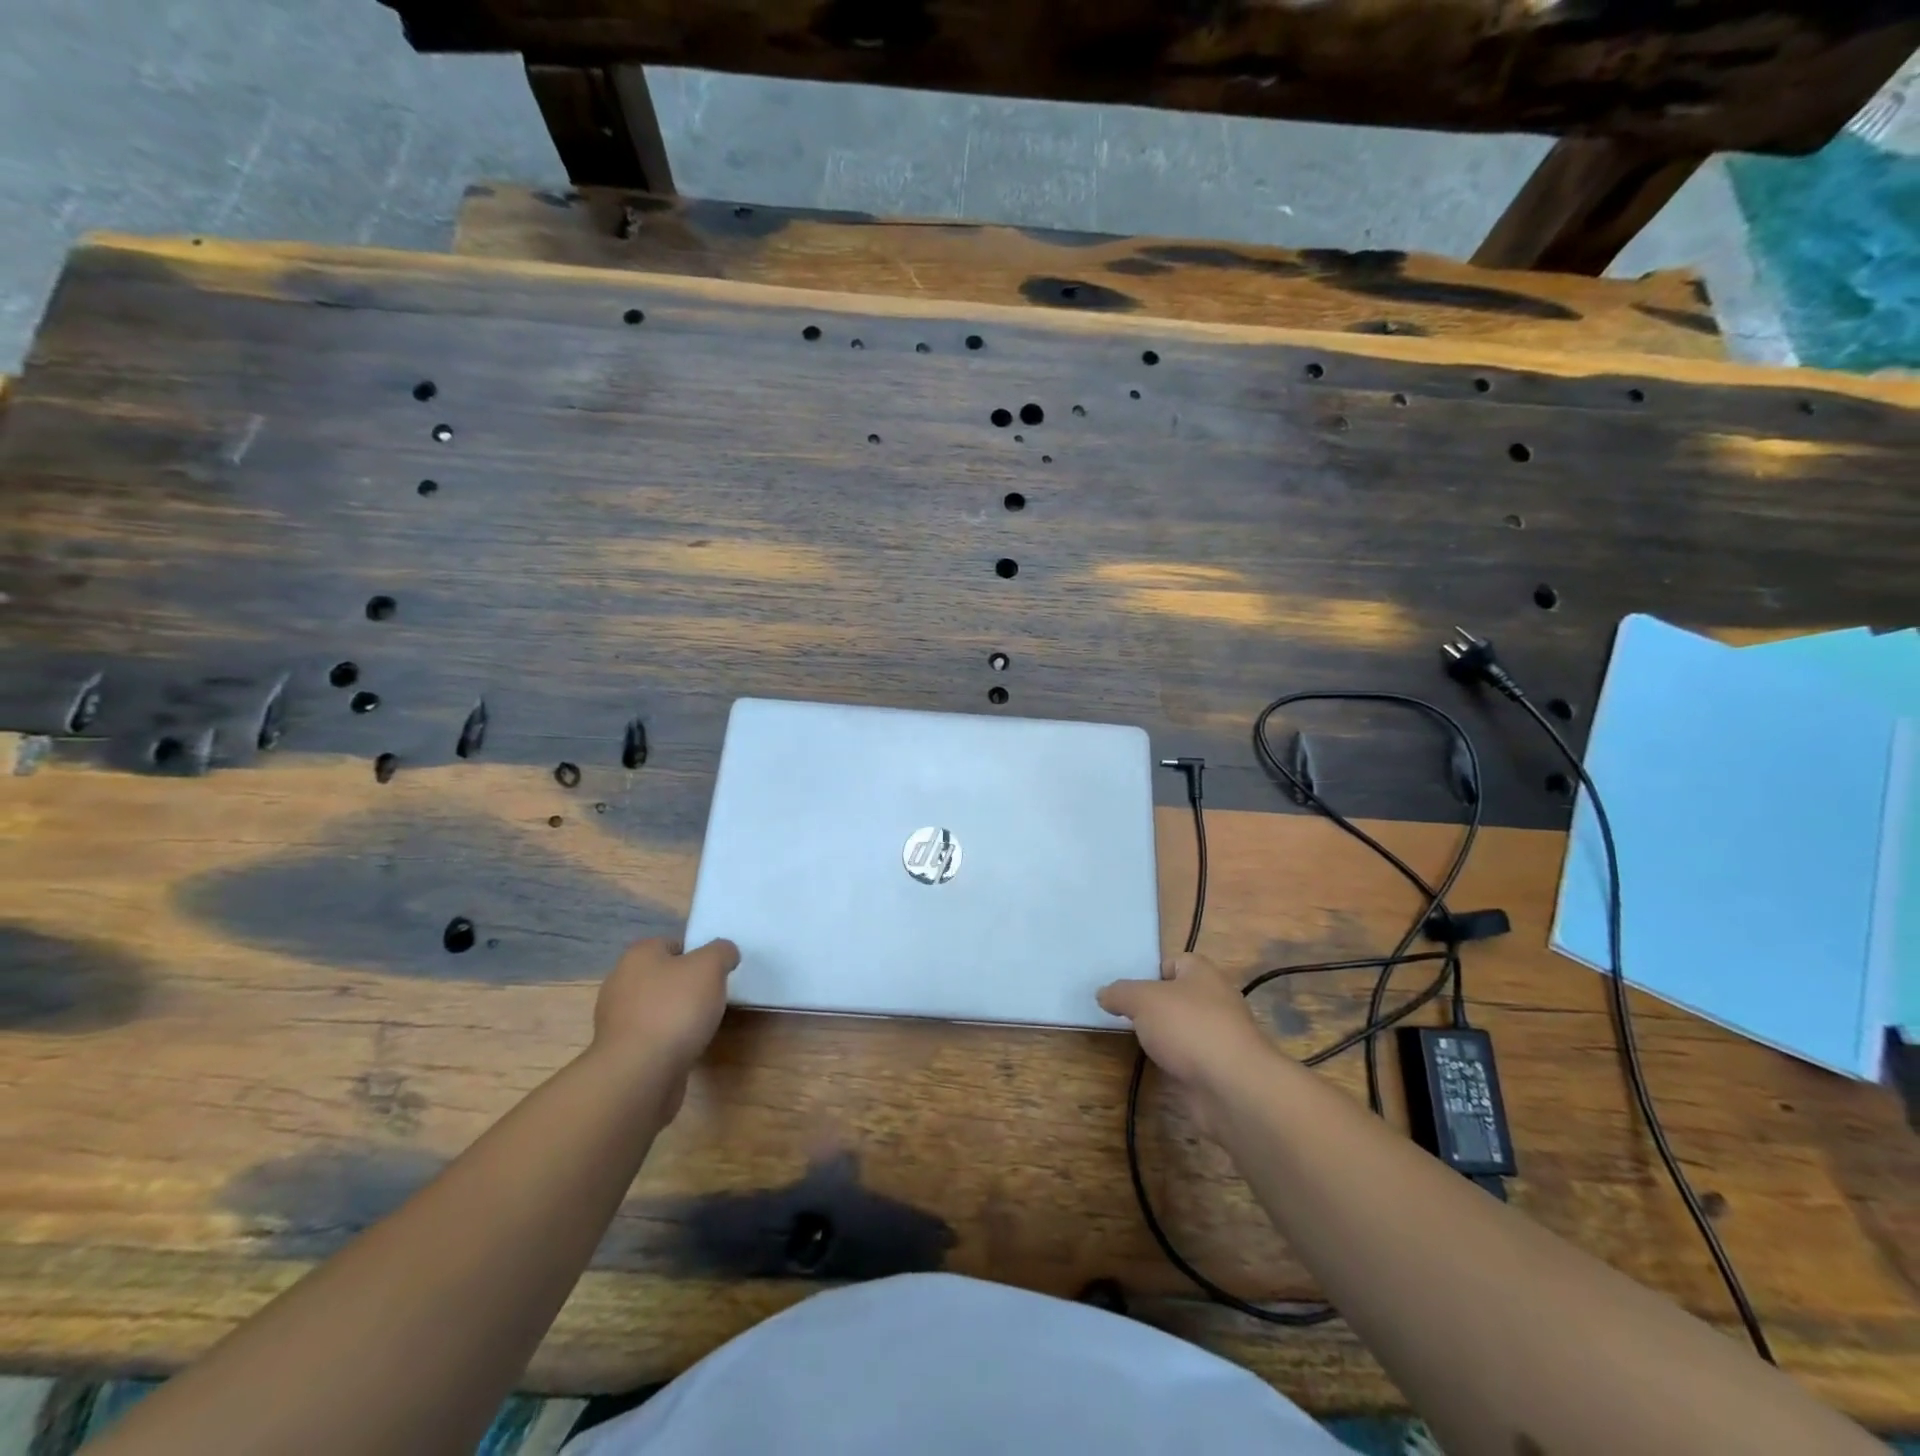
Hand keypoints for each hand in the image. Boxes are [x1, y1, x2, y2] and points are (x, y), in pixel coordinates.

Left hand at [591, 937, 739, 1112]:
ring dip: (677, 1015)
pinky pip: (651, 1036)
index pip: (673, 944)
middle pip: (664, 976)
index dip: (698, 955)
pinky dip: (668, 1040)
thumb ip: (722, 951)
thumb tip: (725, 953)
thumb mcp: (711, 966)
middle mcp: (621, 982)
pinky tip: (684, 1048)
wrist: (640, 1074)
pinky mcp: (620, 1052)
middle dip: (687, 986)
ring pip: (657, 1008)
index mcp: (639, 955)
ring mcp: (617, 1020)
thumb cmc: (675, 1009)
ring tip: (700, 1027)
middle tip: (712, 998)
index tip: (716, 973)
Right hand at [1098, 953, 1274, 1135]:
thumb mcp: (1142, 999)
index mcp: (1202, 973)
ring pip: (1182, 1030)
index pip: (1174, 962)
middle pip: (1177, 997)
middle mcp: (1215, 1000)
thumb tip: (1103, 994)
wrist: (1232, 1087)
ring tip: (1134, 1041)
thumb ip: (1120, 993)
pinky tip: (1155, 1067)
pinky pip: (1188, 1058)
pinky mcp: (1217, 1069)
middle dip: (1152, 1006)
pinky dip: (1172, 1063)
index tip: (1127, 989)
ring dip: (1163, 1036)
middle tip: (1124, 1015)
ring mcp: (1218, 1037)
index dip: (1150, 972)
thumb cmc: (1188, 1027)